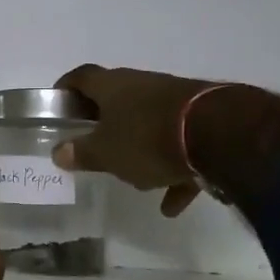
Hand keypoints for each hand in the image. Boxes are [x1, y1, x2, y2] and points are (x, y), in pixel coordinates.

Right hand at [50, 65, 218, 216]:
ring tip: (137, 181)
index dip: (66, 88)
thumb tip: (59, 152)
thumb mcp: (105, 152)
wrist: (222, 135)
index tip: (57, 104)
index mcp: (113, 86)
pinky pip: (181, 146)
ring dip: (141, 150)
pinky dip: (174, 171)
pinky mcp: (204, 120)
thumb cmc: (147, 138)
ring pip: (150, 124)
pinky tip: (173, 202)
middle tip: (92, 143)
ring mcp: (177, 101)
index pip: (81, 77)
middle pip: (117, 99)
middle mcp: (144, 85)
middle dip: (105, 122)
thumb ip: (81, 153)